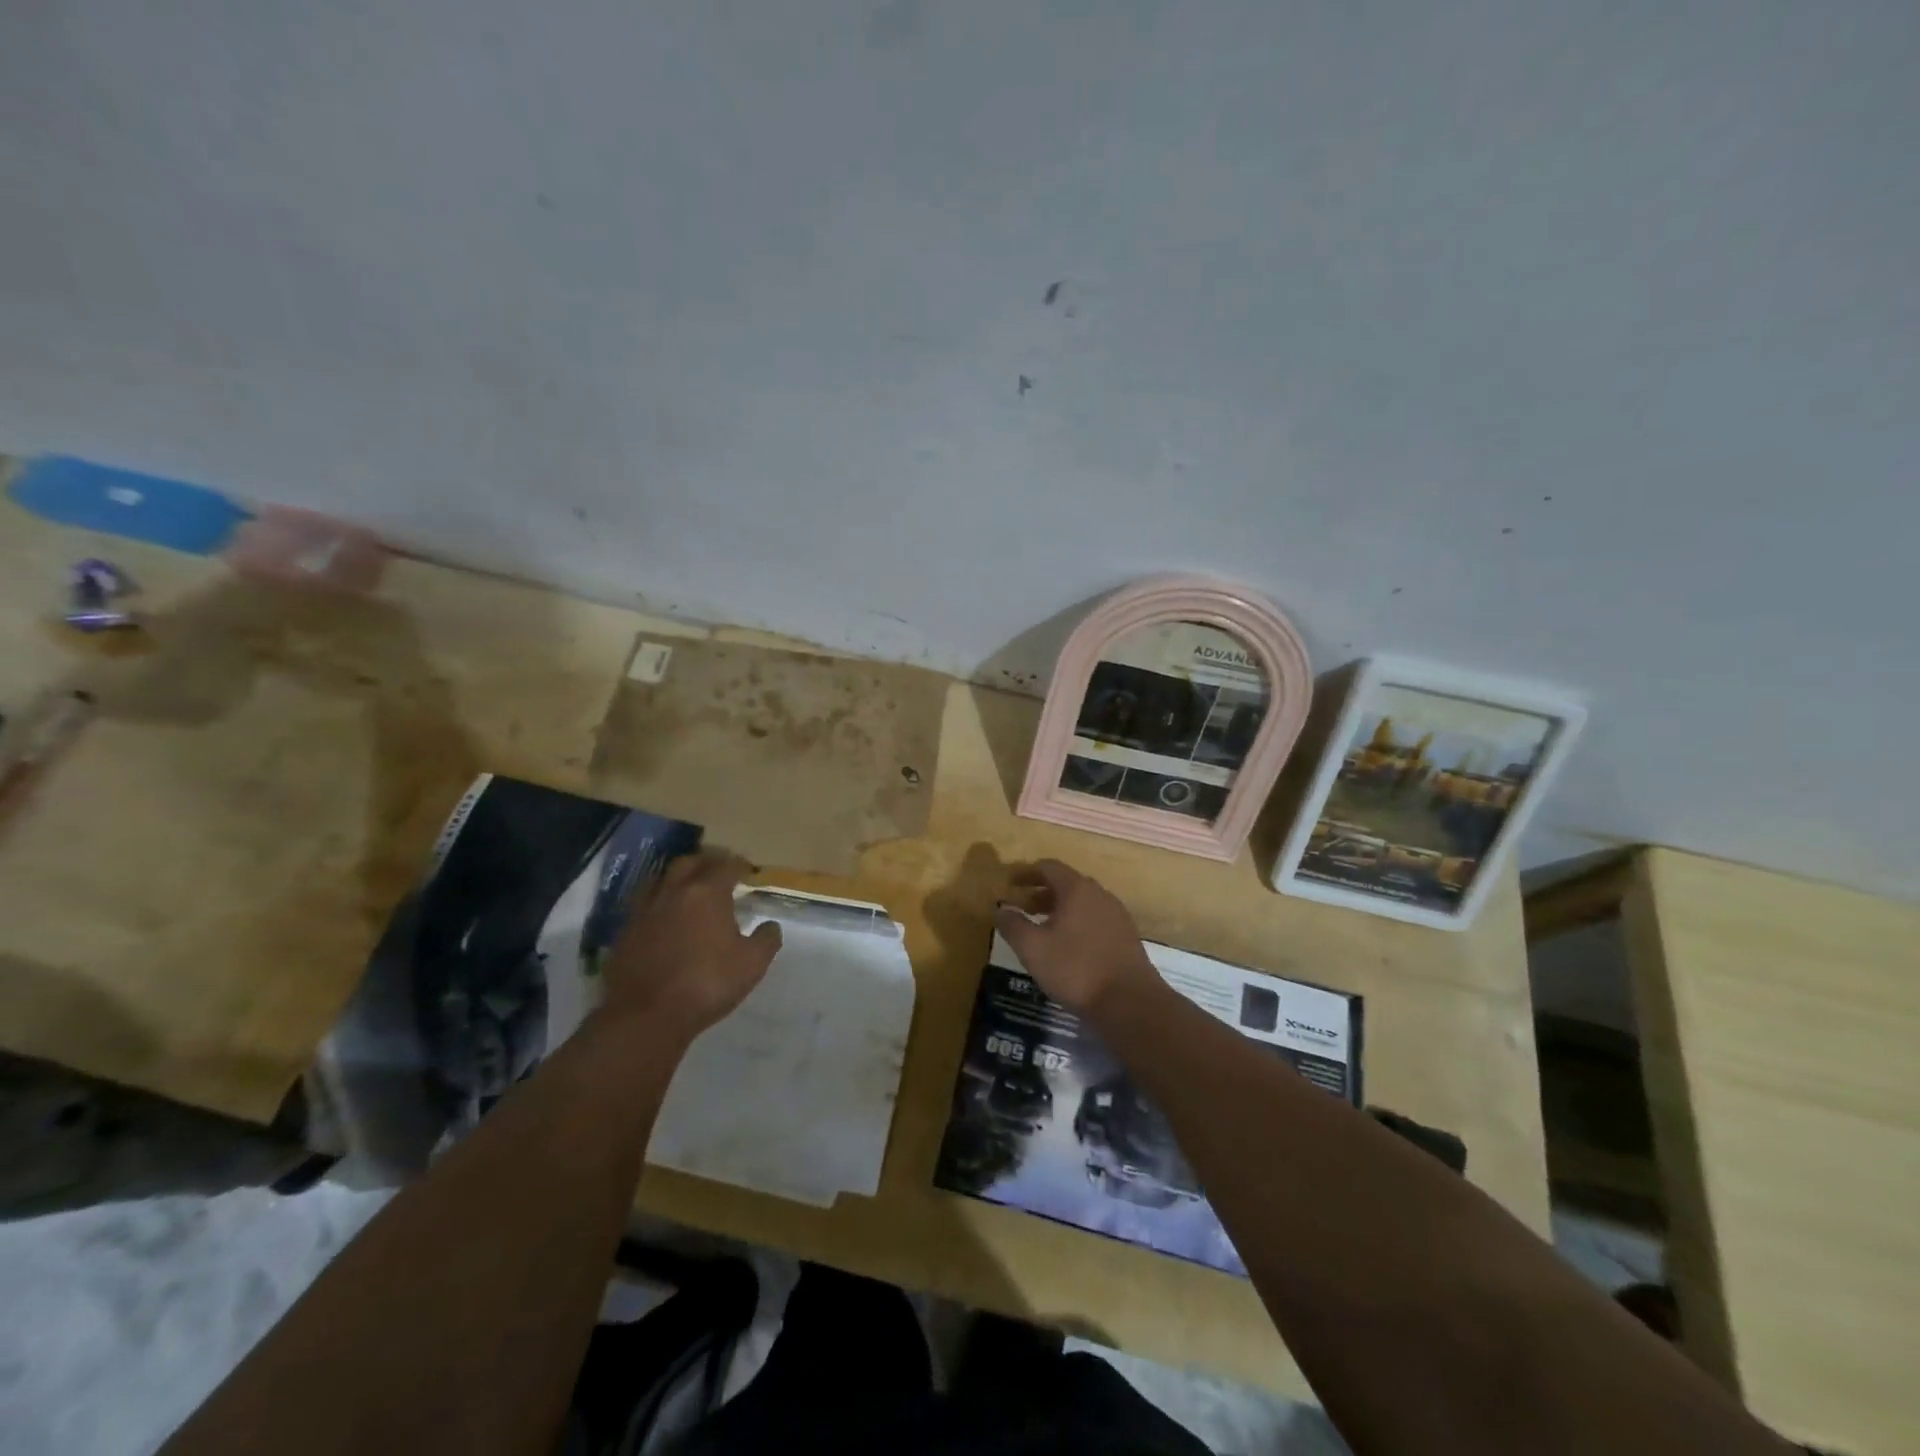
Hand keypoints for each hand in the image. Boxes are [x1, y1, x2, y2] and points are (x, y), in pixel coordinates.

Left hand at [602, 850, 781, 1044]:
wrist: (645, 1016)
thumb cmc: (706, 984)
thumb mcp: (752, 964)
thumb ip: (766, 940)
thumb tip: (771, 926)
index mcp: (706, 893)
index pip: (725, 865)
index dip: (739, 865)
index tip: (747, 871)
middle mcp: (673, 893)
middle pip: (689, 863)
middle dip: (706, 862)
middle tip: (718, 871)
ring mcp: (644, 911)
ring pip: (661, 880)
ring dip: (678, 880)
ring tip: (690, 891)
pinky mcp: (625, 933)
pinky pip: (644, 906)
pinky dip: (659, 904)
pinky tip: (666, 920)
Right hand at [994, 859, 1159, 1014]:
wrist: (1130, 1002)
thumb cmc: (1076, 969)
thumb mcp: (1033, 948)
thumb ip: (1012, 925)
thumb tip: (999, 909)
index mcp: (1077, 889)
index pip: (1048, 867)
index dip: (1026, 872)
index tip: (1009, 884)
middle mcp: (1099, 894)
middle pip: (1066, 883)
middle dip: (1041, 892)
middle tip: (1022, 907)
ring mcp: (1116, 914)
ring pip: (1082, 901)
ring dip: (1059, 908)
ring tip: (1042, 927)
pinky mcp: (1126, 935)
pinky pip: (1095, 917)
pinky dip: (1076, 921)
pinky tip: (1067, 945)